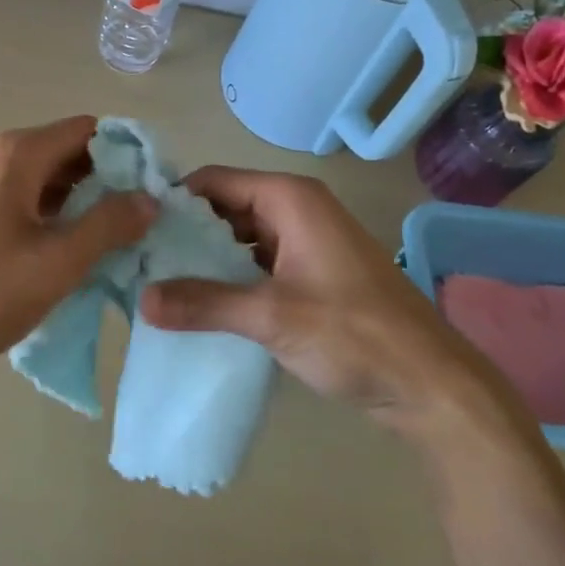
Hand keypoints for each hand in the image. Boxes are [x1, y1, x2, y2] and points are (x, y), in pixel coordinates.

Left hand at [0, 116, 156, 373]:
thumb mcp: (57, 262)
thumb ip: (108, 225)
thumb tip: (148, 197)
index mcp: (19, 155)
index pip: (90, 130)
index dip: (126, 154)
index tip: (150, 190)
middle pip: (67, 152)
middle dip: (106, 181)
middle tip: (136, 222)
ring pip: (44, 179)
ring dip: (79, 202)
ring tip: (108, 241)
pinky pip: (21, 199)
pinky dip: (50, 215)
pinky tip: (62, 251)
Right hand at [139, 168, 491, 416]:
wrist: (430, 384)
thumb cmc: (355, 334)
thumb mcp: (273, 317)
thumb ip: (204, 303)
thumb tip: (141, 300)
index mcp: (289, 199)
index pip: (214, 181)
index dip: (174, 199)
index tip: (134, 228)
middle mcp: (296, 210)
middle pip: (224, 208)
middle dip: (184, 233)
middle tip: (137, 262)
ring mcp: (305, 244)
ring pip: (239, 239)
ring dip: (204, 259)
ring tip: (158, 285)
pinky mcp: (309, 275)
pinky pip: (256, 265)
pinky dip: (228, 279)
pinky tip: (198, 304)